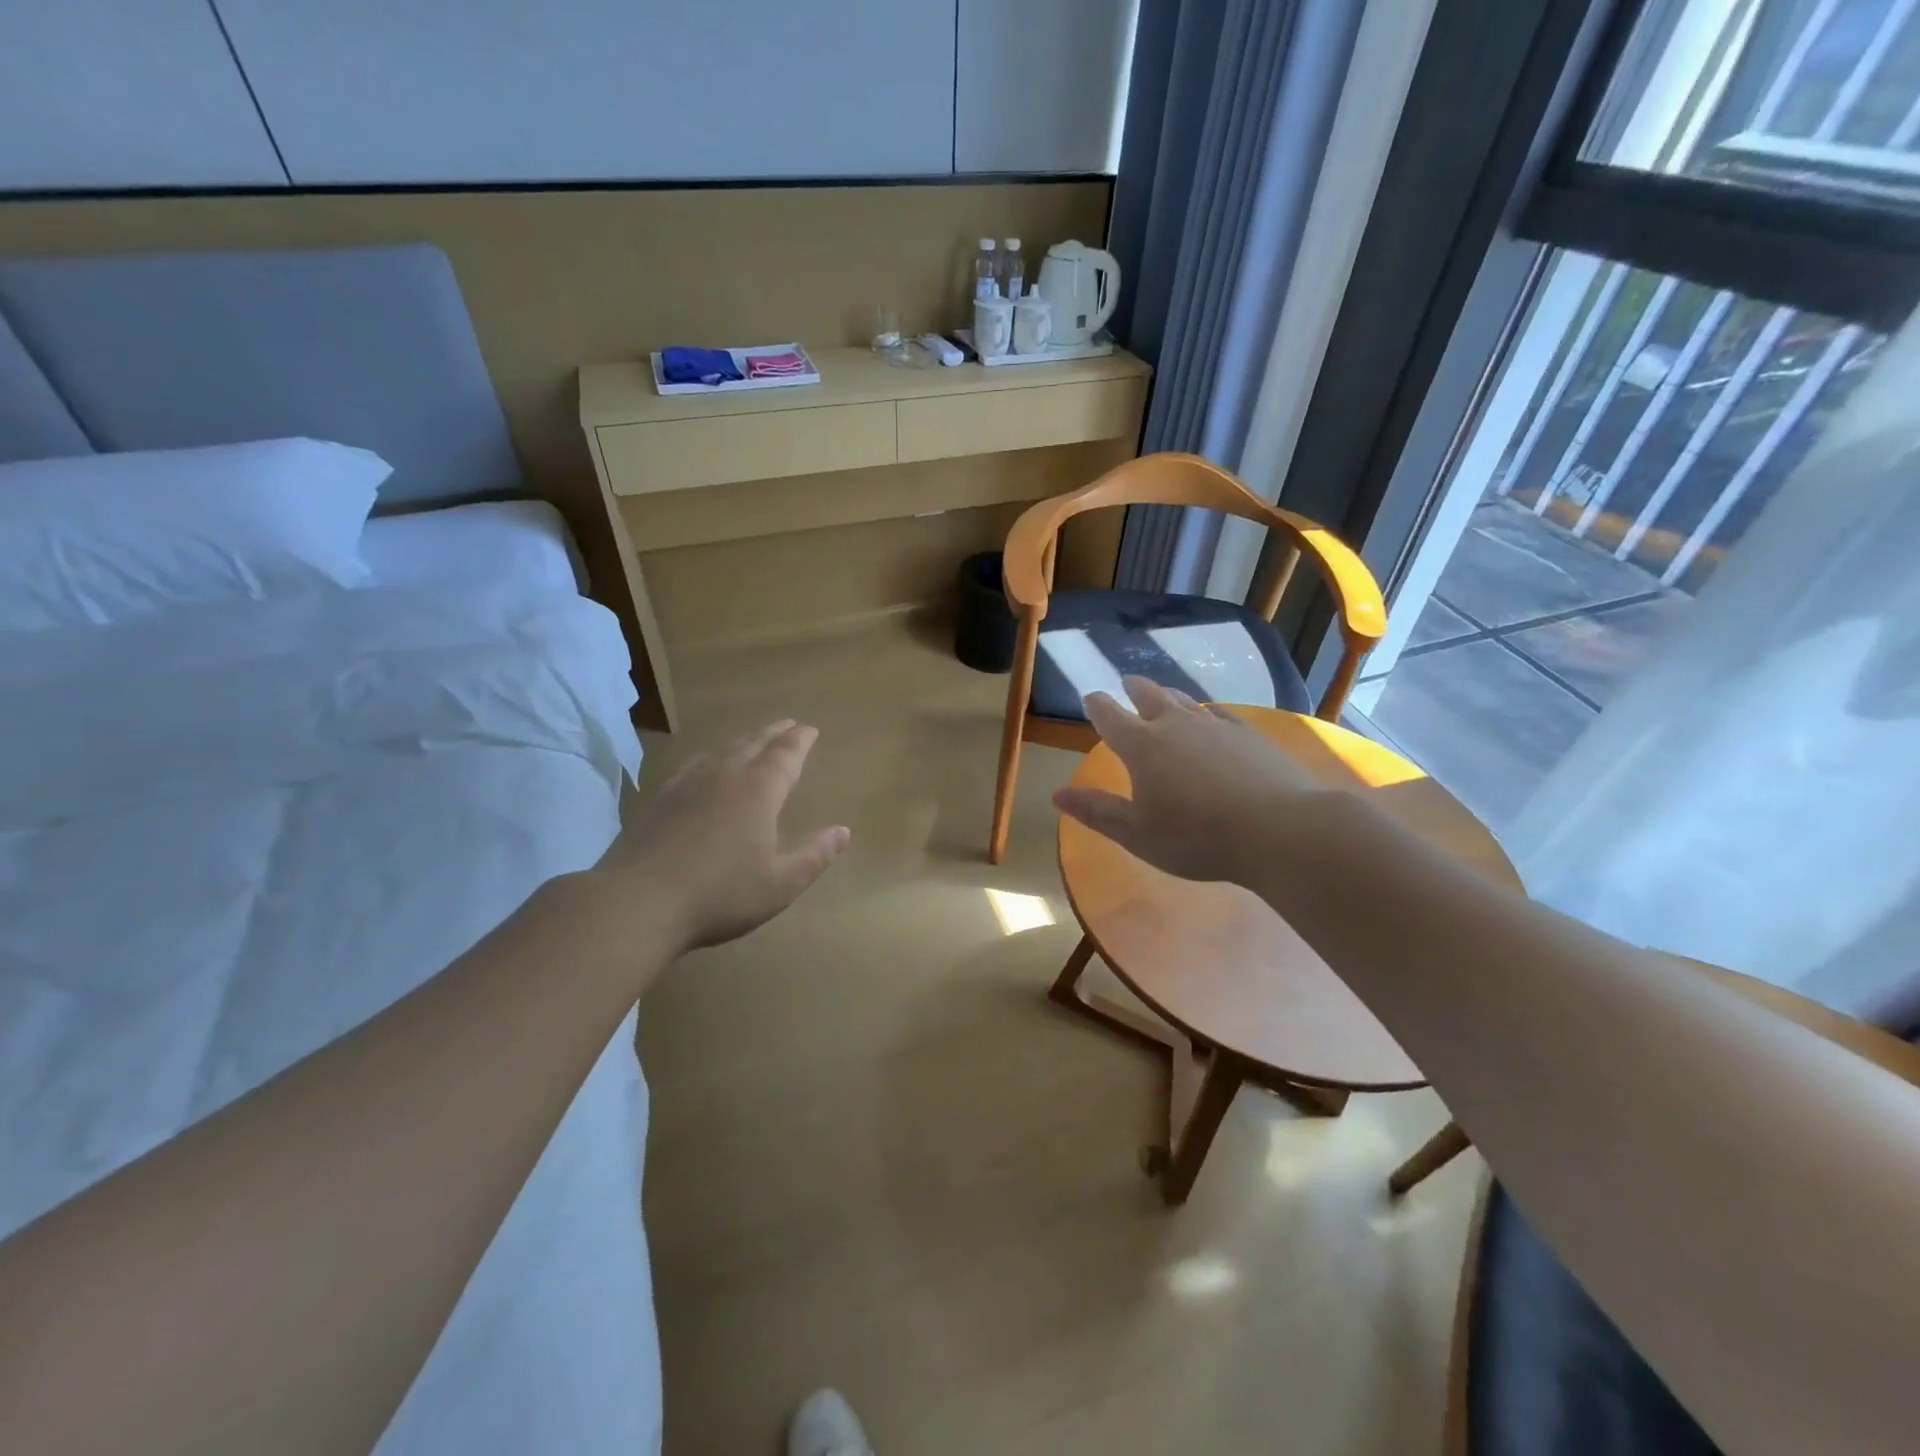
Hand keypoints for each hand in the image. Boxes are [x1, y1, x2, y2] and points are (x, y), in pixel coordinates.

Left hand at [598, 720, 849, 950]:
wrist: (637, 902)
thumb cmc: (720, 894)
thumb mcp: (780, 884)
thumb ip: (814, 856)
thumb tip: (843, 831)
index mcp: (758, 790)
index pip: (785, 754)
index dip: (800, 740)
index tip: (810, 729)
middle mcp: (724, 776)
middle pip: (753, 744)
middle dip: (774, 733)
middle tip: (787, 725)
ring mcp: (686, 784)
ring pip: (721, 751)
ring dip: (742, 742)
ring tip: (751, 743)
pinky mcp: (658, 799)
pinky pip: (692, 766)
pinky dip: (709, 760)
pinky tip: (703, 770)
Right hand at [1053, 678, 1322, 885]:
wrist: (1277, 828)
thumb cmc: (1196, 836)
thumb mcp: (1136, 833)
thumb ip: (1097, 810)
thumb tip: (1057, 794)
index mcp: (1141, 745)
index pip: (1109, 716)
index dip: (1097, 705)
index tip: (1091, 698)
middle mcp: (1174, 724)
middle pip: (1148, 695)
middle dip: (1133, 689)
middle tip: (1126, 683)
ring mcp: (1214, 725)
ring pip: (1184, 700)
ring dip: (1168, 695)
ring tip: (1163, 694)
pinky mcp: (1247, 733)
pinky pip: (1218, 713)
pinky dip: (1205, 711)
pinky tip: (1211, 717)